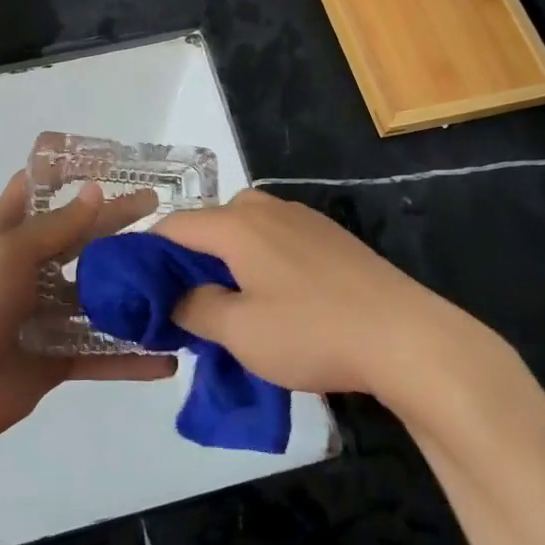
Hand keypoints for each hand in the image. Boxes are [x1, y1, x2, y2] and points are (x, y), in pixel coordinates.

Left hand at [0, 174, 175, 450]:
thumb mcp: (8, 252)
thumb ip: (56, 226)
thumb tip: (97, 192)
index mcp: (10, 236)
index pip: (38, 191)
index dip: (68, 173)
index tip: (111, 163)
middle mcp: (31, 270)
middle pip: (81, 241)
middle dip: (118, 227)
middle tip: (164, 216)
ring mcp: (46, 315)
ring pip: (98, 297)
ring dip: (132, 291)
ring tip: (178, 280)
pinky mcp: (58, 357)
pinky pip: (101, 353)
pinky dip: (132, 359)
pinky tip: (167, 358)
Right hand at [154, 189, 501, 399]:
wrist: (406, 336)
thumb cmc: (313, 332)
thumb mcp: (240, 332)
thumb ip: (194, 309)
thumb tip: (174, 298)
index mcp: (236, 223)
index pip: (174, 226)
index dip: (148, 254)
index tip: (138, 289)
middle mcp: (265, 208)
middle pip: (210, 225)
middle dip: (190, 260)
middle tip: (186, 306)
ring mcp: (301, 218)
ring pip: (244, 232)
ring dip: (227, 262)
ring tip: (230, 307)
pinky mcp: (330, 236)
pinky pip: (275, 240)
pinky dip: (259, 262)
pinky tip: (276, 301)